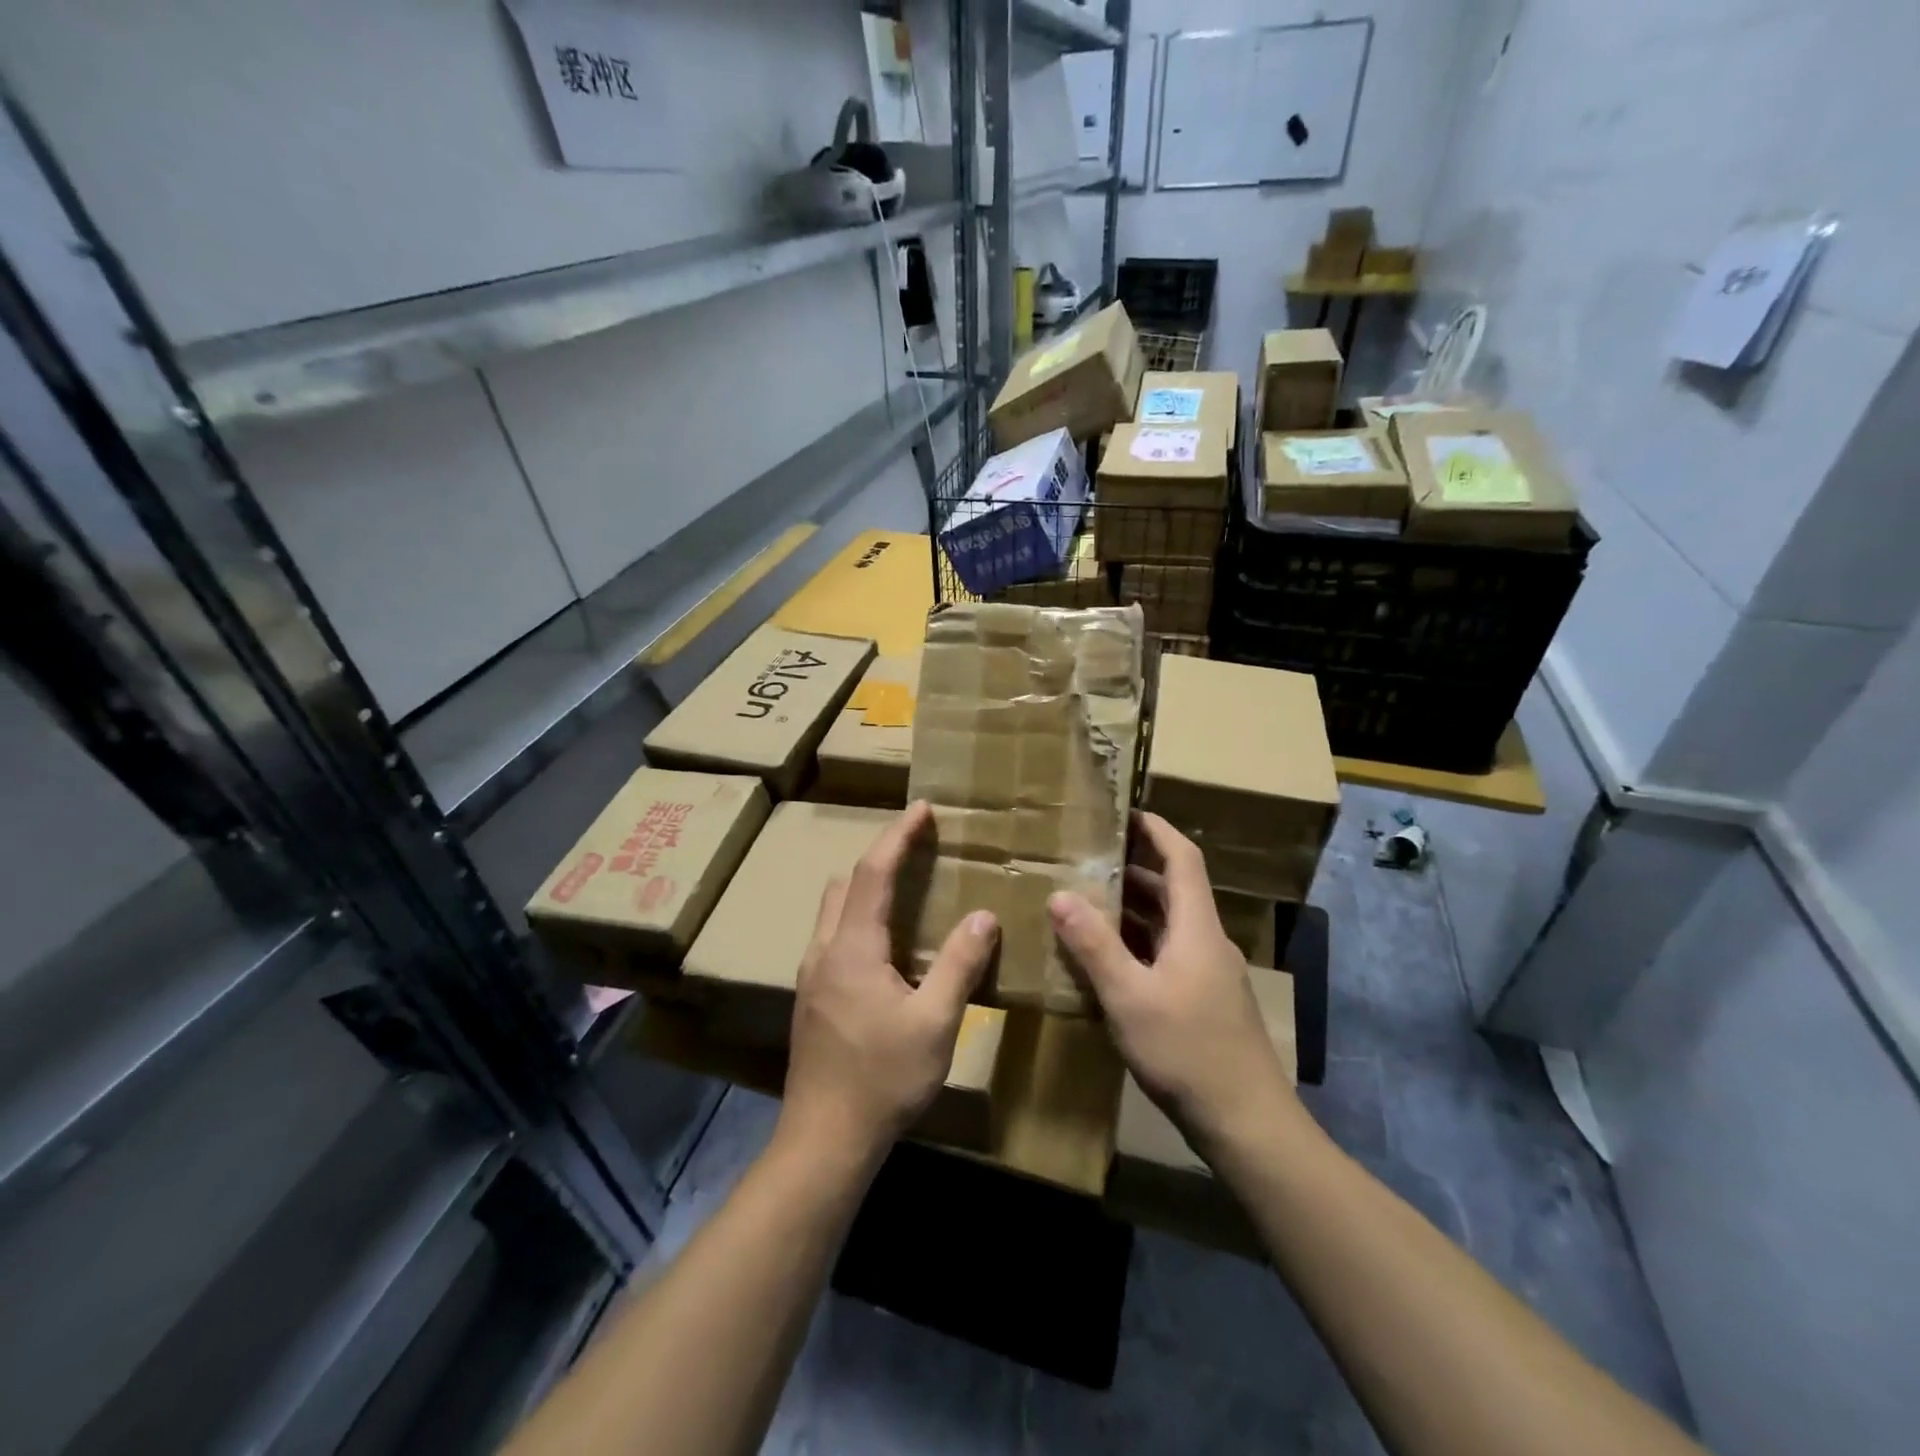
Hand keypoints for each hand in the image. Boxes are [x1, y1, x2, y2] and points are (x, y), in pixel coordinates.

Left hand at [780, 801, 998, 1167]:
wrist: (824, 1139)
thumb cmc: (883, 1079)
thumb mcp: (935, 1021)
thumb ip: (959, 963)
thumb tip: (984, 915)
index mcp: (852, 946)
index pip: (873, 872)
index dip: (897, 836)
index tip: (921, 808)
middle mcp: (823, 950)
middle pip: (845, 882)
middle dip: (879, 855)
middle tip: (916, 845)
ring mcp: (811, 974)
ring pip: (834, 909)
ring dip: (865, 886)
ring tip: (905, 886)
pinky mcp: (811, 996)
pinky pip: (833, 935)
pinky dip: (858, 916)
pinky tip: (886, 943)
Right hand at [1049, 812, 1296, 1151]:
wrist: (1247, 1123)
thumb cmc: (1188, 1051)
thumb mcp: (1130, 996)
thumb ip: (1094, 945)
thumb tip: (1061, 895)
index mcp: (1197, 928)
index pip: (1182, 858)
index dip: (1156, 829)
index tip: (1124, 812)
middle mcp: (1207, 941)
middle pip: (1175, 889)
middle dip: (1135, 867)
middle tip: (1090, 857)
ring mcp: (1209, 974)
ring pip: (1170, 924)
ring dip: (1134, 908)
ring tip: (1089, 900)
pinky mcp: (1205, 1001)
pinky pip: (1168, 954)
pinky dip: (1139, 943)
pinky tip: (1108, 960)